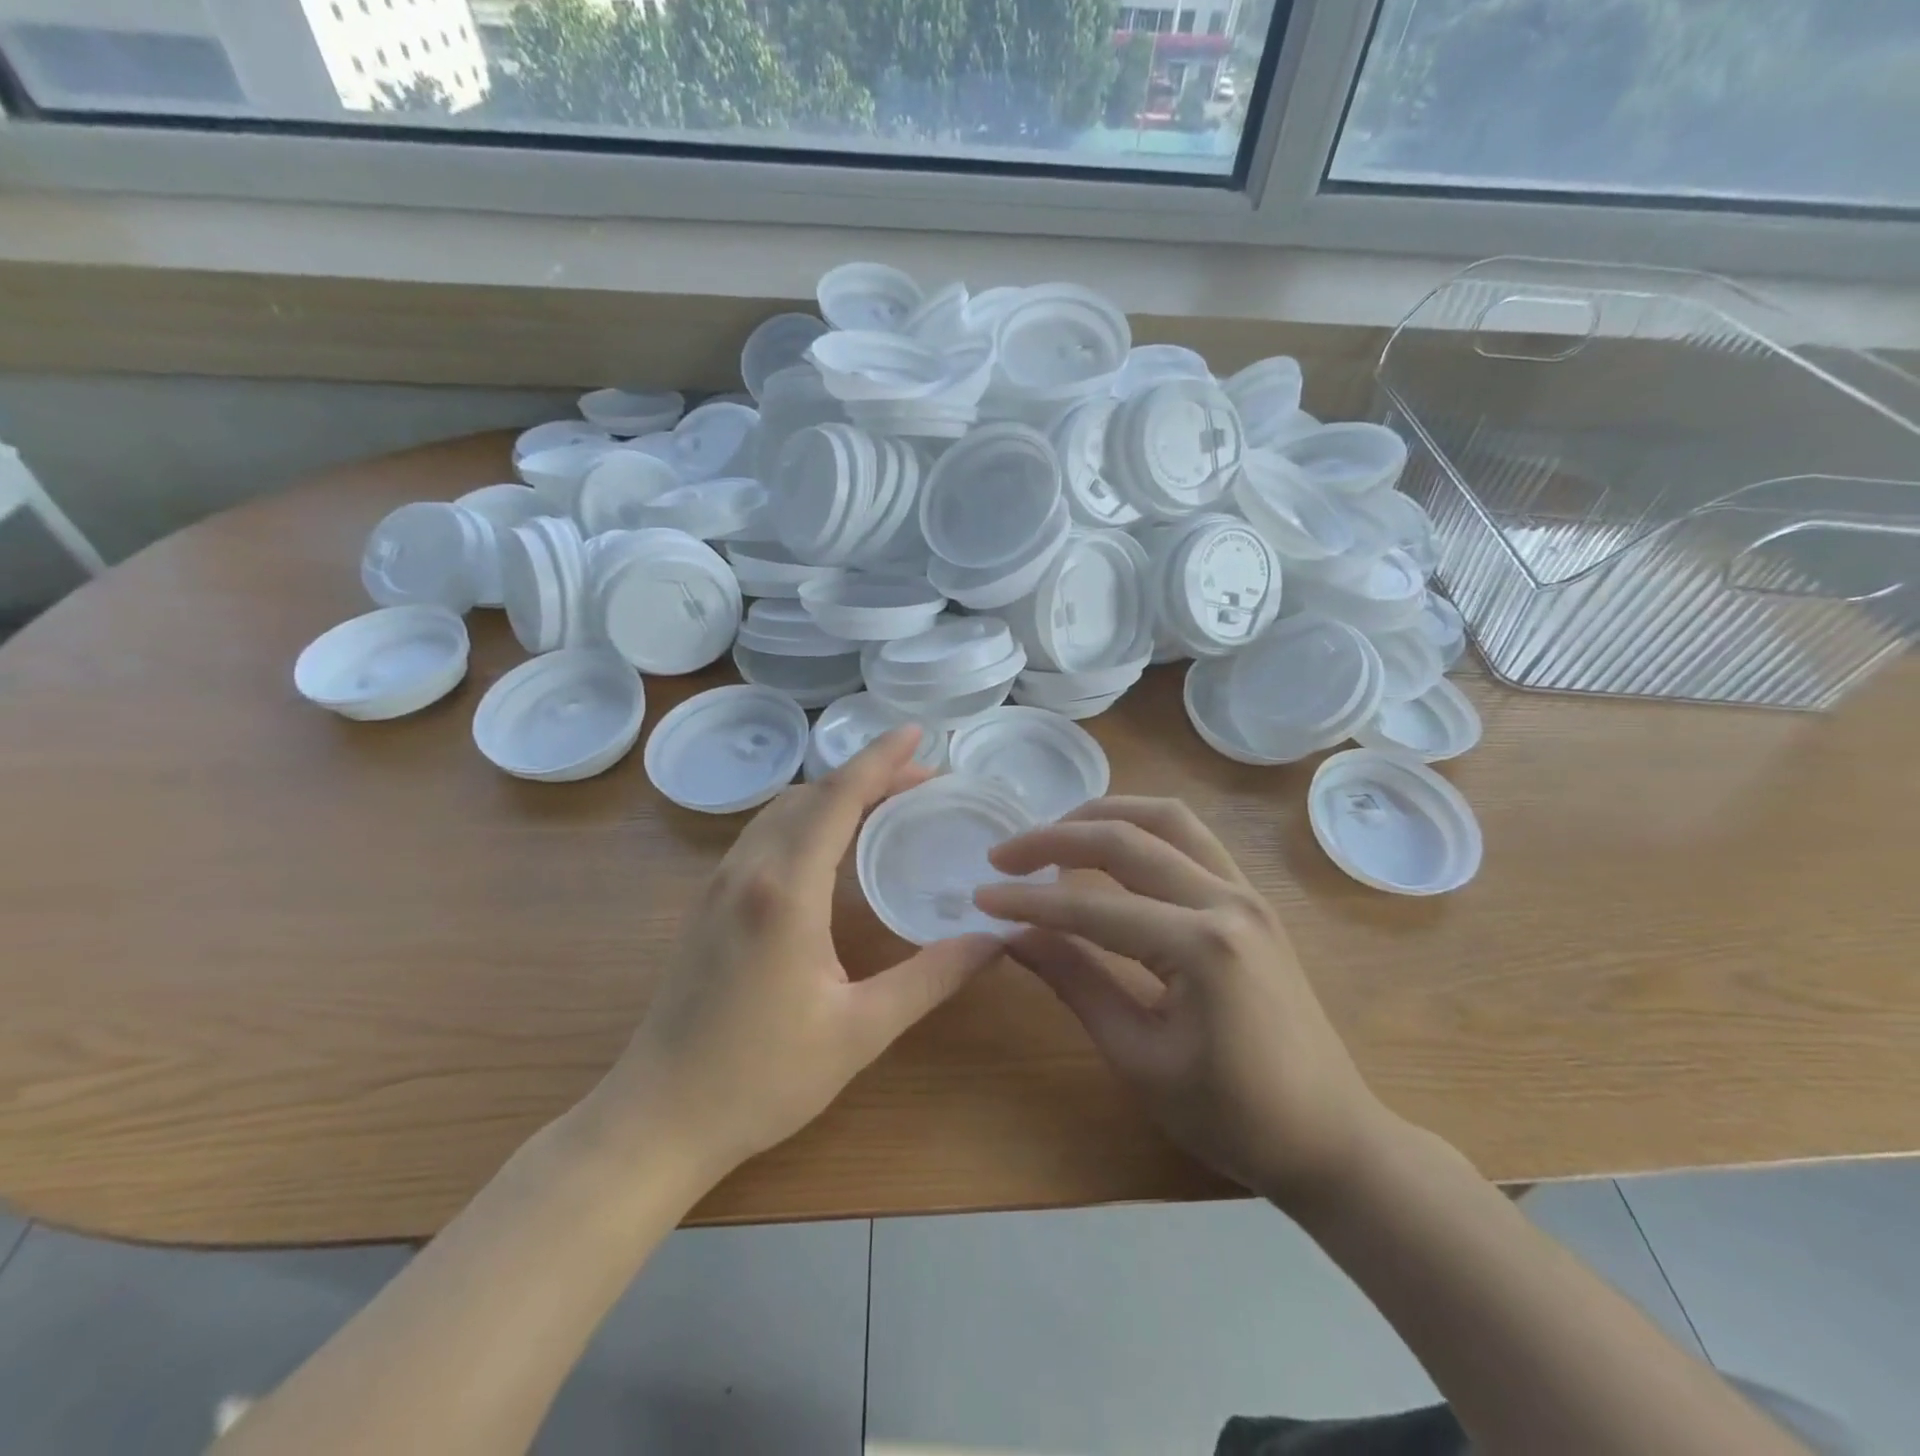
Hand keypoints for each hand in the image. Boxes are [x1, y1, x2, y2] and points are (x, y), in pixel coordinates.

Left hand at [599, 728, 1002, 1183]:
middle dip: (866, 775)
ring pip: (781, 811)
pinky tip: (828, 843)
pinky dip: (805, 818)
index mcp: (785, 890)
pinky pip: (762, 835)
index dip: (879, 760)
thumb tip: (994, 939)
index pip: (838, 799)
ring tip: (883, 801)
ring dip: (832, 795)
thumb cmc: (762, 1077)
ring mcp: (718, 885)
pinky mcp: (707, 904)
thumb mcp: (861, 1029)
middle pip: (810, 795)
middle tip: (920, 779)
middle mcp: (747, 871)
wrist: (658, 1117)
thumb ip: (931, 977)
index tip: (914, 733)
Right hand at [974, 798, 1394, 1208]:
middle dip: (1056, 838)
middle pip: (1127, 839)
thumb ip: (1076, 982)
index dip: (1029, 901)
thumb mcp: (1139, 1058)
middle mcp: (1228, 899)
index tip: (981, 897)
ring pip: (1166, 819)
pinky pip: (1192, 837)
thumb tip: (1014, 935)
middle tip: (1004, 854)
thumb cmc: (1233, 1116)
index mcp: (1202, 946)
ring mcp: (1246, 892)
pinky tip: (1111, 846)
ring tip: (1054, 834)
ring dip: (1103, 815)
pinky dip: (1142, 828)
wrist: (1331, 1138)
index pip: (1092, 906)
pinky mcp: (1252, 898)